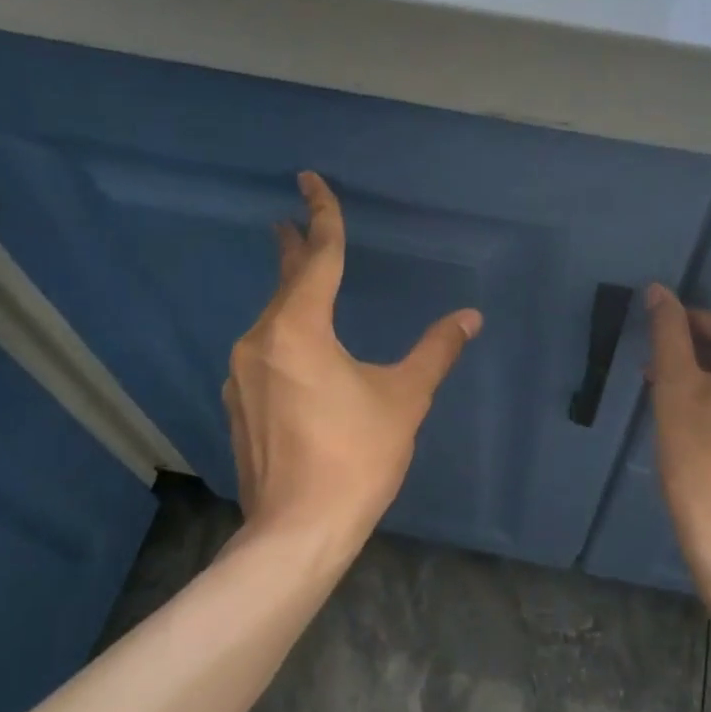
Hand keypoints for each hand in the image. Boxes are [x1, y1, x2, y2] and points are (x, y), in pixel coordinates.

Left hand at [224, 172, 481, 559]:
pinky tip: (297, 355)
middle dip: (294, 250)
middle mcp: (260, 343)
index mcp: (299, 329)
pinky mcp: (240, 406)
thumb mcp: (405, 398)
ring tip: (304, 286)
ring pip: (272, 323)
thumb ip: (436, 351)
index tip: (310, 180)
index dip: (322, 216)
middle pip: (284, 285)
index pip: (316, 257)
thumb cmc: (357, 458)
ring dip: (290, 299)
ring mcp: (242, 377)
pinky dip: (284, 339)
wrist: (298, 531)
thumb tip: (470, 317)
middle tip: (293, 220)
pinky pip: (264, 356)